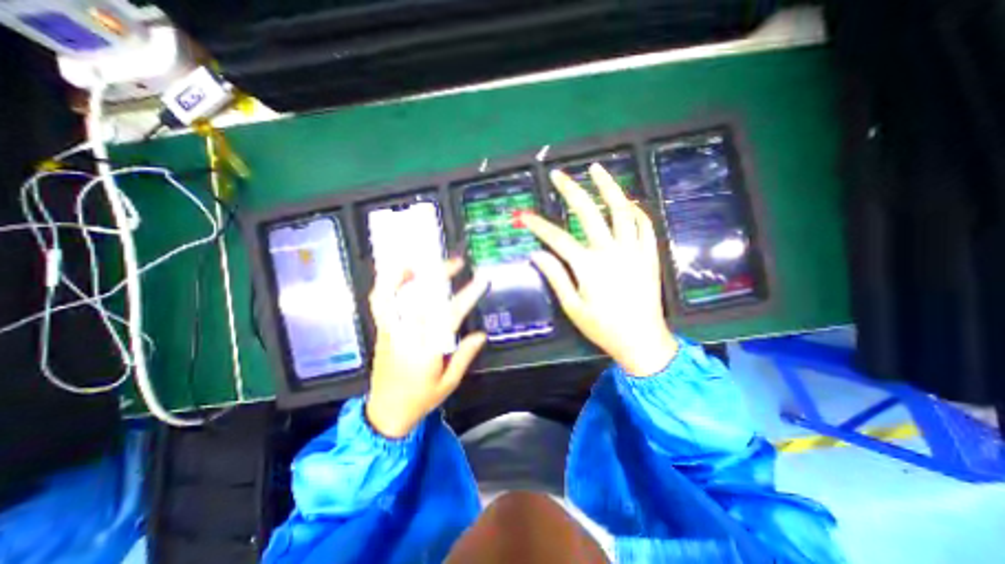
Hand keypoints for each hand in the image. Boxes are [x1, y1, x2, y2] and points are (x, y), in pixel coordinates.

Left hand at [367, 257, 491, 437]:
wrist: (385, 413)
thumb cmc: (420, 400)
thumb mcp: (449, 383)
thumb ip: (464, 356)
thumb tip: (481, 334)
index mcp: (426, 350)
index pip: (449, 315)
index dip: (467, 295)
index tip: (481, 281)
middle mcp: (405, 336)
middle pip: (420, 297)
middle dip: (439, 275)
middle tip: (455, 262)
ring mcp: (390, 331)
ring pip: (392, 295)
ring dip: (405, 274)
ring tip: (420, 261)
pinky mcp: (382, 331)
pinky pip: (381, 302)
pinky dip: (388, 284)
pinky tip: (401, 276)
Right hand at [523, 166, 678, 377]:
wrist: (642, 341)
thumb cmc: (603, 328)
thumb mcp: (573, 307)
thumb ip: (555, 277)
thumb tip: (536, 254)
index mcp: (589, 266)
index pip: (557, 238)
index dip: (538, 225)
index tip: (524, 215)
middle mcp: (611, 252)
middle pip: (588, 213)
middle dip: (571, 191)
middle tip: (558, 174)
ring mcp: (634, 250)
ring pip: (622, 210)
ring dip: (608, 187)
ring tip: (596, 169)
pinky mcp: (650, 255)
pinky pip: (645, 225)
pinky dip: (636, 209)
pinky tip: (626, 201)